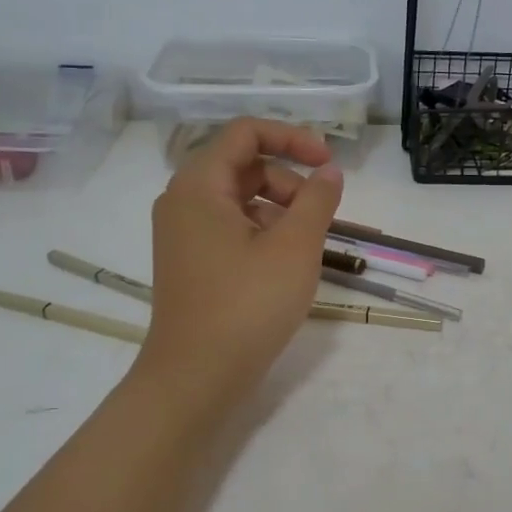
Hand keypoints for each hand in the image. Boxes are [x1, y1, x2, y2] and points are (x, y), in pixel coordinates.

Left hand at [135, 118, 343, 405]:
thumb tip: (329, 172)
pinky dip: (262, 232)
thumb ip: (317, 200)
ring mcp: (183, 234)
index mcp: (199, 185)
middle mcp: (182, 201)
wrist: (195, 378)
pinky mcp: (190, 261)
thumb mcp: (295, 247)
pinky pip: (230, 227)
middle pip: (244, 165)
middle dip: (289, 180)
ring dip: (279, 208)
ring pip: (239, 199)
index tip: (328, 163)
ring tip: (307, 245)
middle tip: (320, 215)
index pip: (246, 133)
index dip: (292, 138)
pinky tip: (285, 263)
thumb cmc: (247, 305)